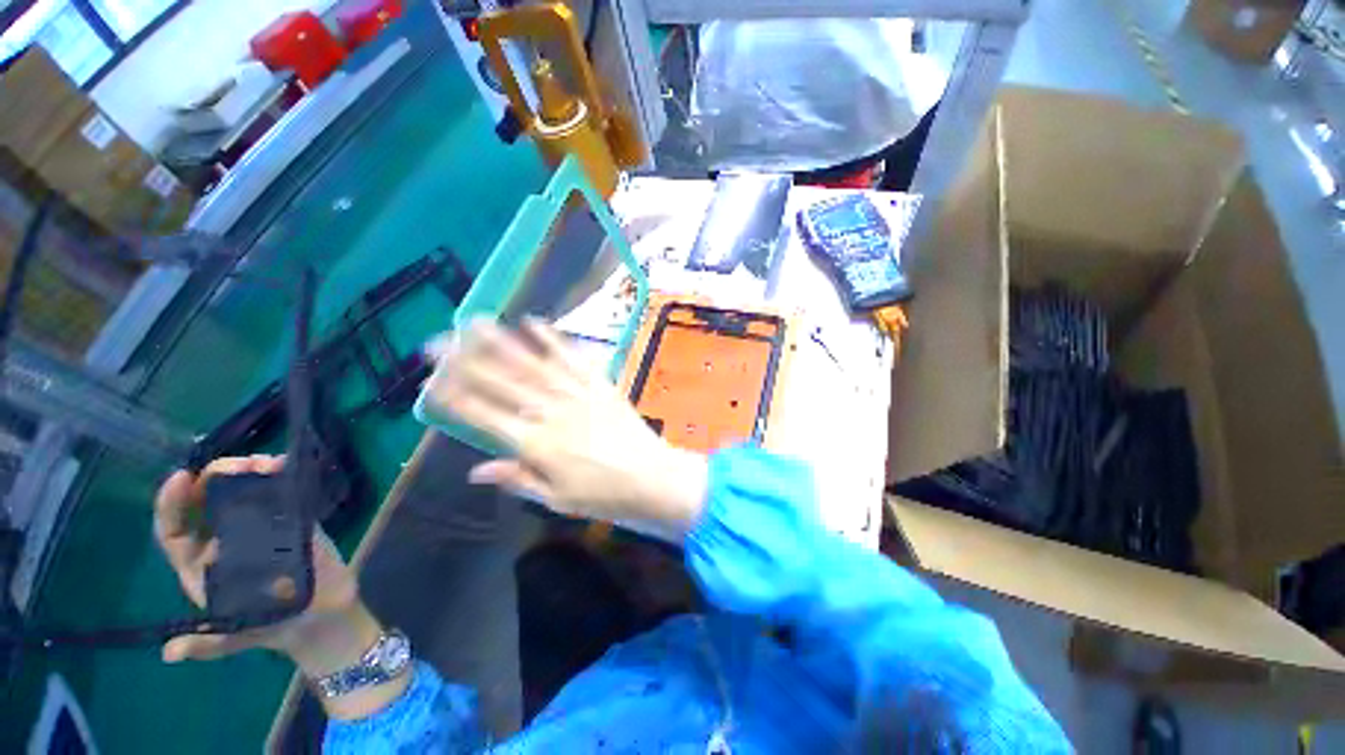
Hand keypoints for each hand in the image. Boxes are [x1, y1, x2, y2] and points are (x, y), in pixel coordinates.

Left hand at [154, 457, 403, 710]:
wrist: (324, 616)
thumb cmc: (276, 626)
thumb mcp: (238, 637)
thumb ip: (208, 643)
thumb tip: (170, 653)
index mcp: (202, 566)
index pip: (176, 531)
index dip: (171, 505)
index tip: (182, 478)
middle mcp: (224, 541)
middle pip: (208, 501)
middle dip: (216, 477)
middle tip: (238, 465)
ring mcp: (260, 526)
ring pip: (243, 491)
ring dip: (250, 471)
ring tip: (266, 463)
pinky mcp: (293, 519)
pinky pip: (281, 492)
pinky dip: (282, 474)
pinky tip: (286, 465)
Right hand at [424, 318, 708, 529]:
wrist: (653, 477)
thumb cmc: (604, 495)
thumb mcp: (556, 497)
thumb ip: (517, 478)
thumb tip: (476, 469)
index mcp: (535, 444)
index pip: (484, 415)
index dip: (454, 397)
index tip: (431, 380)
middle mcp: (550, 412)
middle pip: (501, 382)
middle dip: (465, 360)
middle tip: (437, 340)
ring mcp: (577, 393)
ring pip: (532, 363)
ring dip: (502, 340)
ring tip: (475, 321)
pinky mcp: (600, 384)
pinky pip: (573, 358)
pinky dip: (553, 339)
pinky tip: (534, 323)